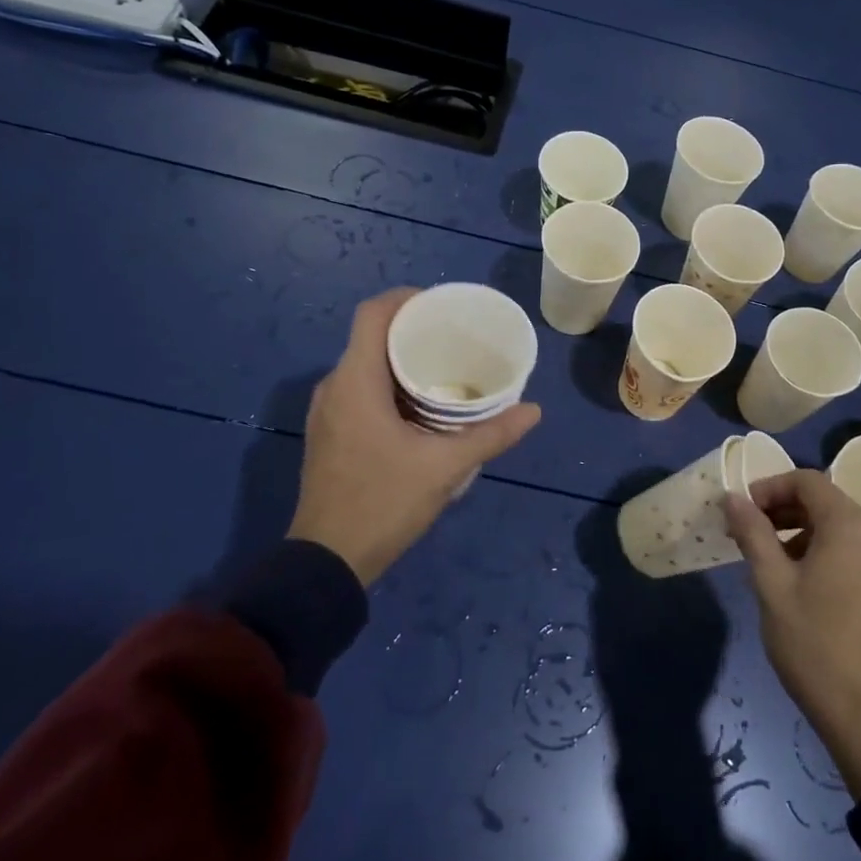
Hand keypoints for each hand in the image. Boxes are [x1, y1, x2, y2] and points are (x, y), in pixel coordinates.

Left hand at [288, 289, 540, 585]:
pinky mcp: (330, 434)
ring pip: (365, 366)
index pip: (373, 314)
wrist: (327, 561)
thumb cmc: (383, 503)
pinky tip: (421, 407)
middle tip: (457, 339)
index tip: (443, 306)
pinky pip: (360, 391)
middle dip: (413, 331)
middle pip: (371, 337)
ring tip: (446, 369)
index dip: (406, 299)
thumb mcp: (445, 467)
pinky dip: (390, 386)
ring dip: (401, 361)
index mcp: (355, 381)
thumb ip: (491, 436)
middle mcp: (334, 387)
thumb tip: (533, 411)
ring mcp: (327, 413)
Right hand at [726, 470, 860, 797]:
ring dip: (803, 531)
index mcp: (851, 526)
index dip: (770, 488)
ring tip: (772, 561)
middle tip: (750, 535)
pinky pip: (857, 548)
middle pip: (826, 501)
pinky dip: (827, 549)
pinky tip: (804, 580)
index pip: (807, 481)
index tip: (743, 512)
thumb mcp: (771, 584)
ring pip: (841, 525)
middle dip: (784, 510)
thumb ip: (752, 533)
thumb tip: (732, 497)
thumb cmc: (813, 644)